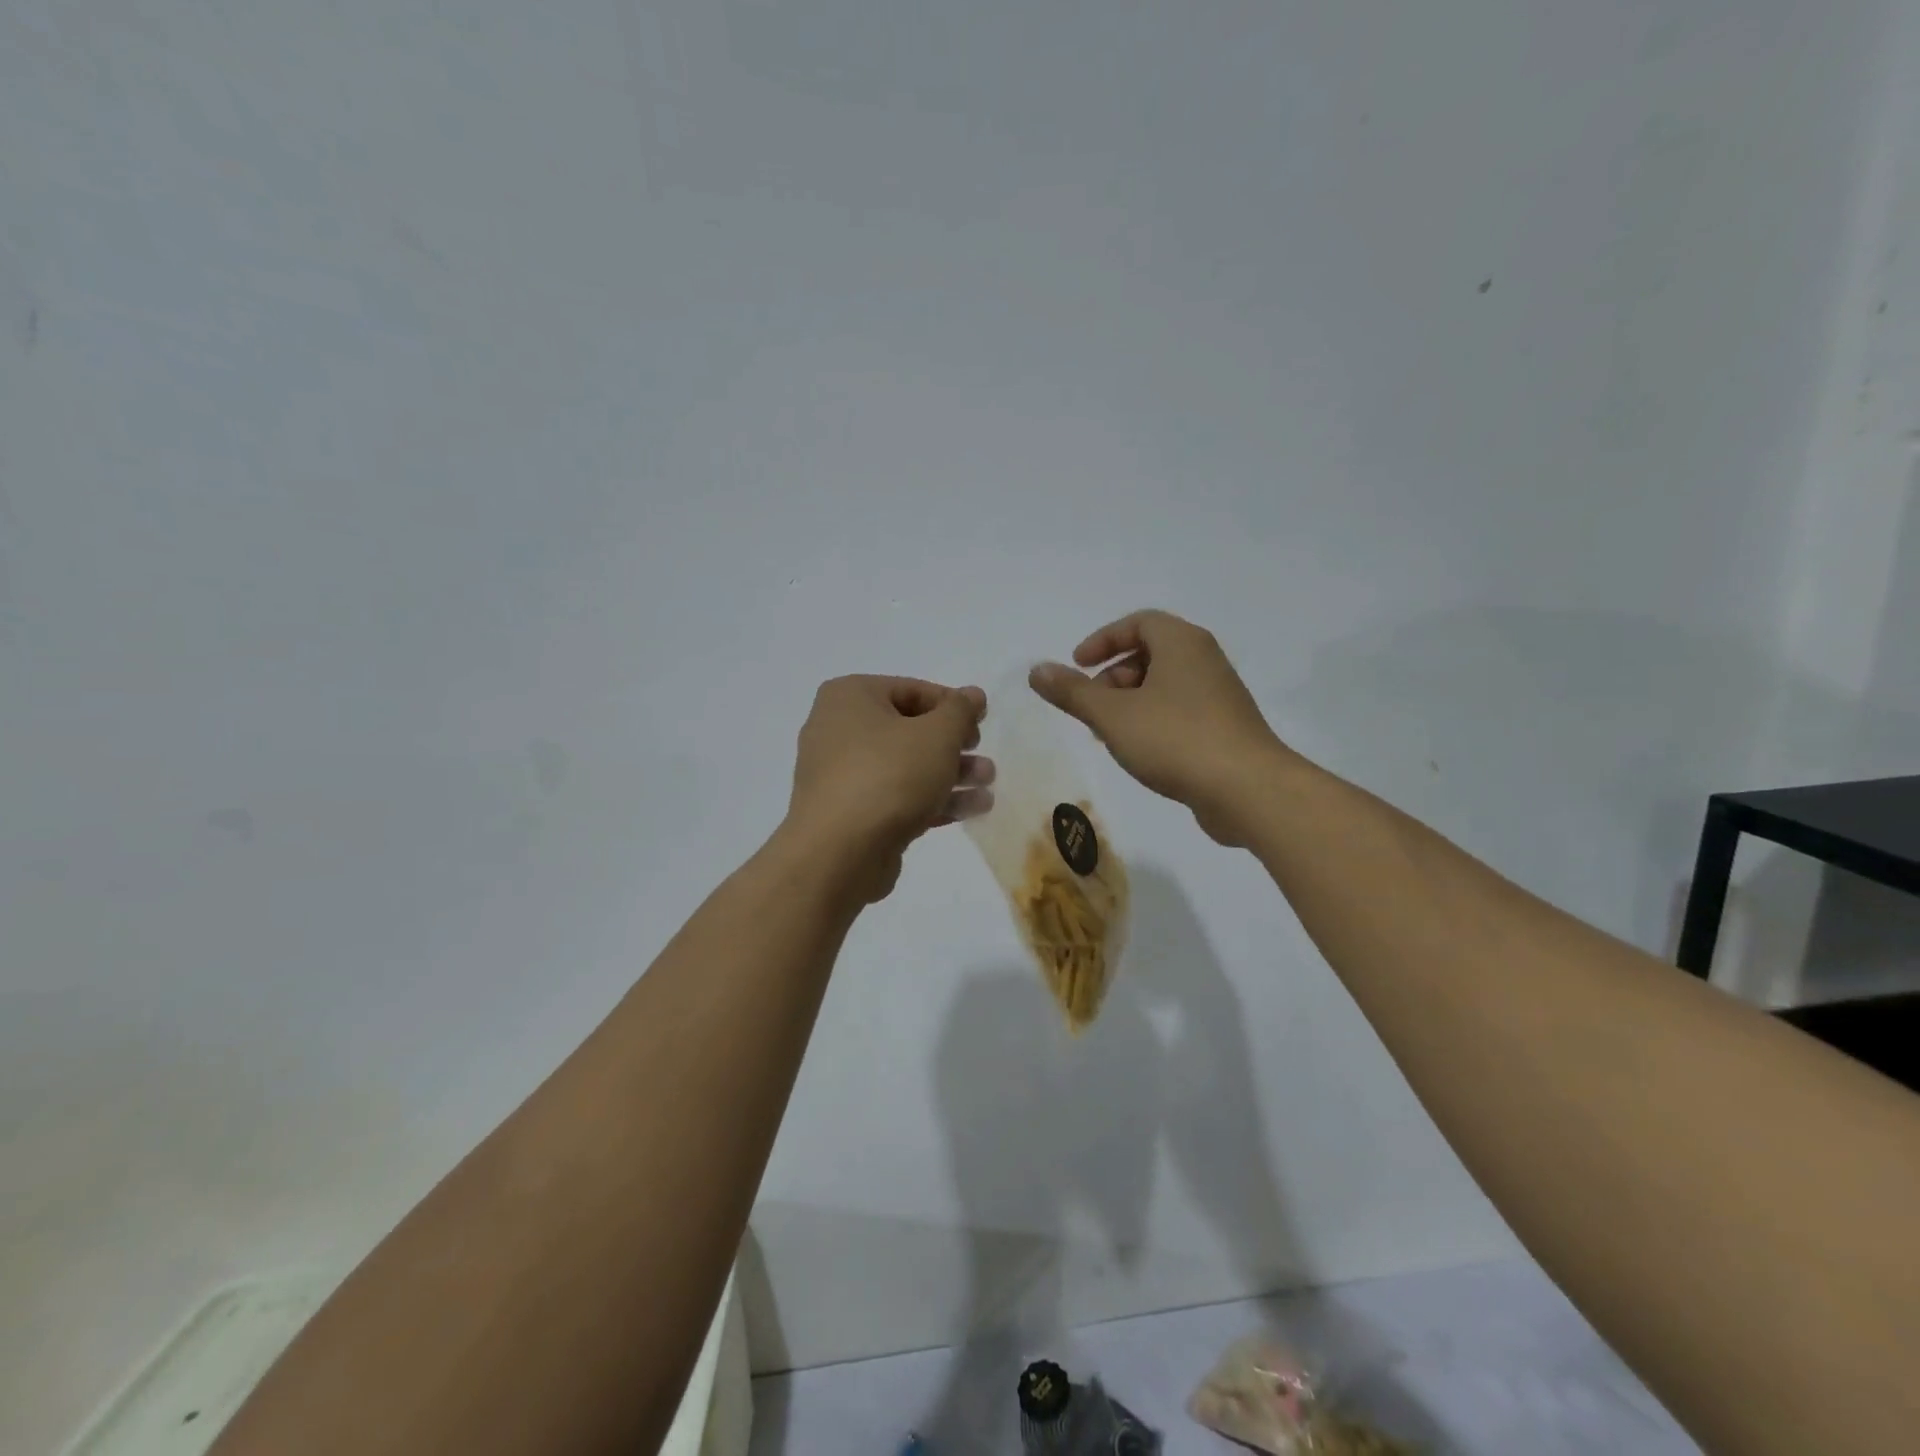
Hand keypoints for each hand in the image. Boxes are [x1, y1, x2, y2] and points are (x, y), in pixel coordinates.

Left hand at [786, 676, 994, 900]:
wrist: (840, 853)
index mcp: (849, 697)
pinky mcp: (851, 814)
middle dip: (954, 746)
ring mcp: (842, 776)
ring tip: (988, 784)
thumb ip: (960, 711)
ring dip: (950, 774)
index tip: (982, 723)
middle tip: (984, 758)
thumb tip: (974, 694)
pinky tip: (972, 809)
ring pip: (906, 767)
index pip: (911, 690)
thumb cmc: (889, 775)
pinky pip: (897, 797)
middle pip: (909, 730)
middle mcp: (838, 730)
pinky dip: (932, 799)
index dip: (953, 705)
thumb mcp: (937, 735)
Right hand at [1030, 610, 1283, 845]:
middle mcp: (1205, 660)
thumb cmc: (1175, 739)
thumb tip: (1036, 670)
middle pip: (1151, 653)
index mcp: (1182, 643)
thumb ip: (1072, 692)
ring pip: (1164, 686)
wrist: (1247, 789)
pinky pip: (1180, 711)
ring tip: (1109, 735)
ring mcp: (1219, 695)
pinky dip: (1153, 721)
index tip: (1077, 666)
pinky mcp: (1226, 728)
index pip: (1138, 623)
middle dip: (1113, 677)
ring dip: (1130, 703)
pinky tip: (1140, 754)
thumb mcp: (1112, 715)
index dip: (1102, 640)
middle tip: (1091, 706)